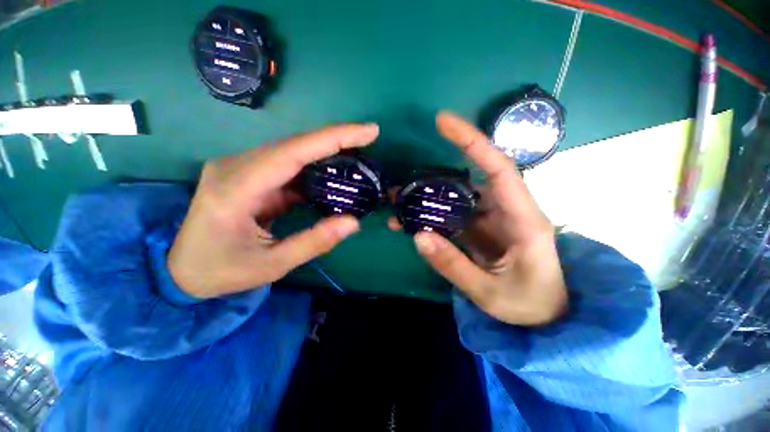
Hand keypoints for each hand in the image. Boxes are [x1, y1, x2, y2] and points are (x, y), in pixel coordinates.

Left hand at [169, 123, 379, 298]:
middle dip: (336, 139)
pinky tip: (332, 174)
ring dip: (326, 152)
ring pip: (292, 151)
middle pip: (295, 144)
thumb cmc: (221, 271)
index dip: (333, 138)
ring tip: (356, 155)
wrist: (180, 270)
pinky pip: (287, 165)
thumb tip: (353, 222)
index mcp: (236, 188)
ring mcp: (240, 168)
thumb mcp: (272, 264)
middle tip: (368, 138)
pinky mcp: (249, 175)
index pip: (293, 152)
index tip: (368, 131)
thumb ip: (314, 242)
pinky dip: (314, 168)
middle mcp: (236, 167)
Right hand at [389, 112, 567, 325]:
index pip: (499, 168)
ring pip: (457, 198)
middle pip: (470, 180)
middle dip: (434, 177)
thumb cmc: (530, 305)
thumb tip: (418, 236)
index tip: (443, 122)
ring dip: (427, 199)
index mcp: (523, 220)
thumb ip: (454, 265)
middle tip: (402, 183)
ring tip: (398, 204)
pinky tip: (411, 223)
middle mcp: (507, 211)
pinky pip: (453, 216)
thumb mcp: (490, 293)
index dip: (472, 142)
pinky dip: (431, 217)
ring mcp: (492, 219)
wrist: (546, 316)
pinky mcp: (481, 228)